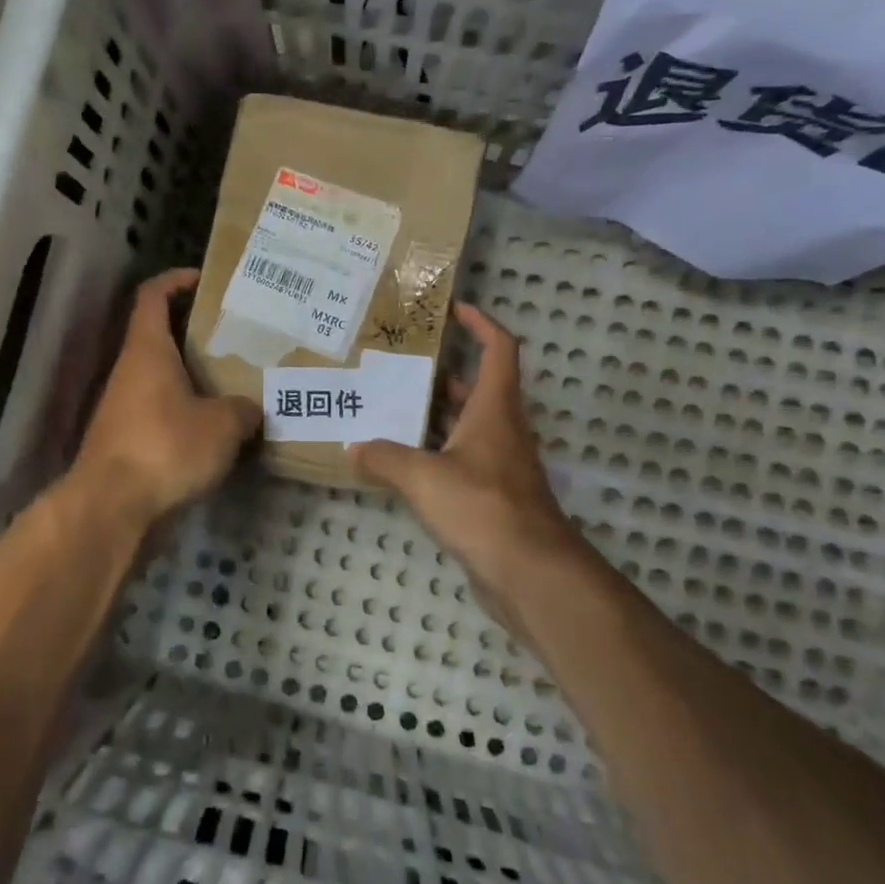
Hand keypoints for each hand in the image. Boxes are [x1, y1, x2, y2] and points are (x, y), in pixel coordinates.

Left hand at [72, 268, 261, 524]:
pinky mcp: (128, 441)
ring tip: (237, 380)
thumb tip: (251, 409)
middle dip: (197, 332)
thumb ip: (243, 409)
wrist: (113, 507)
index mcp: (148, 350)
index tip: (206, 280)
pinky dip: (188, 411)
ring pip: (163, 377)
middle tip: (238, 336)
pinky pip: (163, 412)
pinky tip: (219, 426)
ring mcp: (126, 408)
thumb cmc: (166, 446)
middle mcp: (131, 371)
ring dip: (194, 375)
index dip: (176, 280)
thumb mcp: (222, 424)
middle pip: (160, 336)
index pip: (153, 295)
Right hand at [350, 304, 582, 630]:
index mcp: (495, 409)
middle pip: (477, 388)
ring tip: (390, 409)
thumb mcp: (423, 477)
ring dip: (435, 416)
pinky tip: (402, 464)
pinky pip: (461, 460)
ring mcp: (500, 464)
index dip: (481, 323)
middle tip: (399, 367)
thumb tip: (354, 447)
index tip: (454, 310)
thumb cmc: (482, 508)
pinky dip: (435, 454)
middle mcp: (502, 429)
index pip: (499, 349)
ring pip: (467, 426)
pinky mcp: (493, 496)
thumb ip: (385, 458)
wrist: (531, 573)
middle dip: (442, 373)